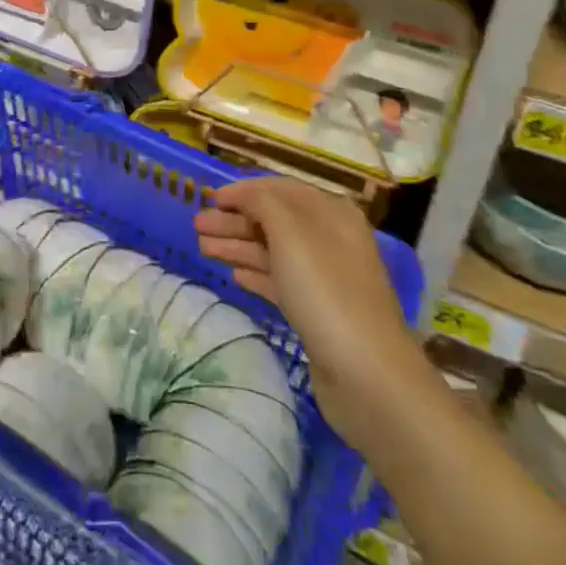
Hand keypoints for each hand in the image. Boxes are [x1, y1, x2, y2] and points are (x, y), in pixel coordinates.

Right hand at [194, 178, 416, 449]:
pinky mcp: (318, 312)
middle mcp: (331, 240)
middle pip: (274, 220)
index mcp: (331, 214)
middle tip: (197, 226)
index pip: (281, 189)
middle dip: (235, 220)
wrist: (368, 376)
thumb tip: (245, 194)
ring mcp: (326, 278)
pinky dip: (257, 273)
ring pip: (274, 251)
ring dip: (239, 245)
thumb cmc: (326, 292)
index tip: (210, 197)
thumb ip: (263, 203)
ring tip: (203, 248)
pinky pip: (281, 282)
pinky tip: (234, 275)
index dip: (244, 190)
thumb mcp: (291, 234)